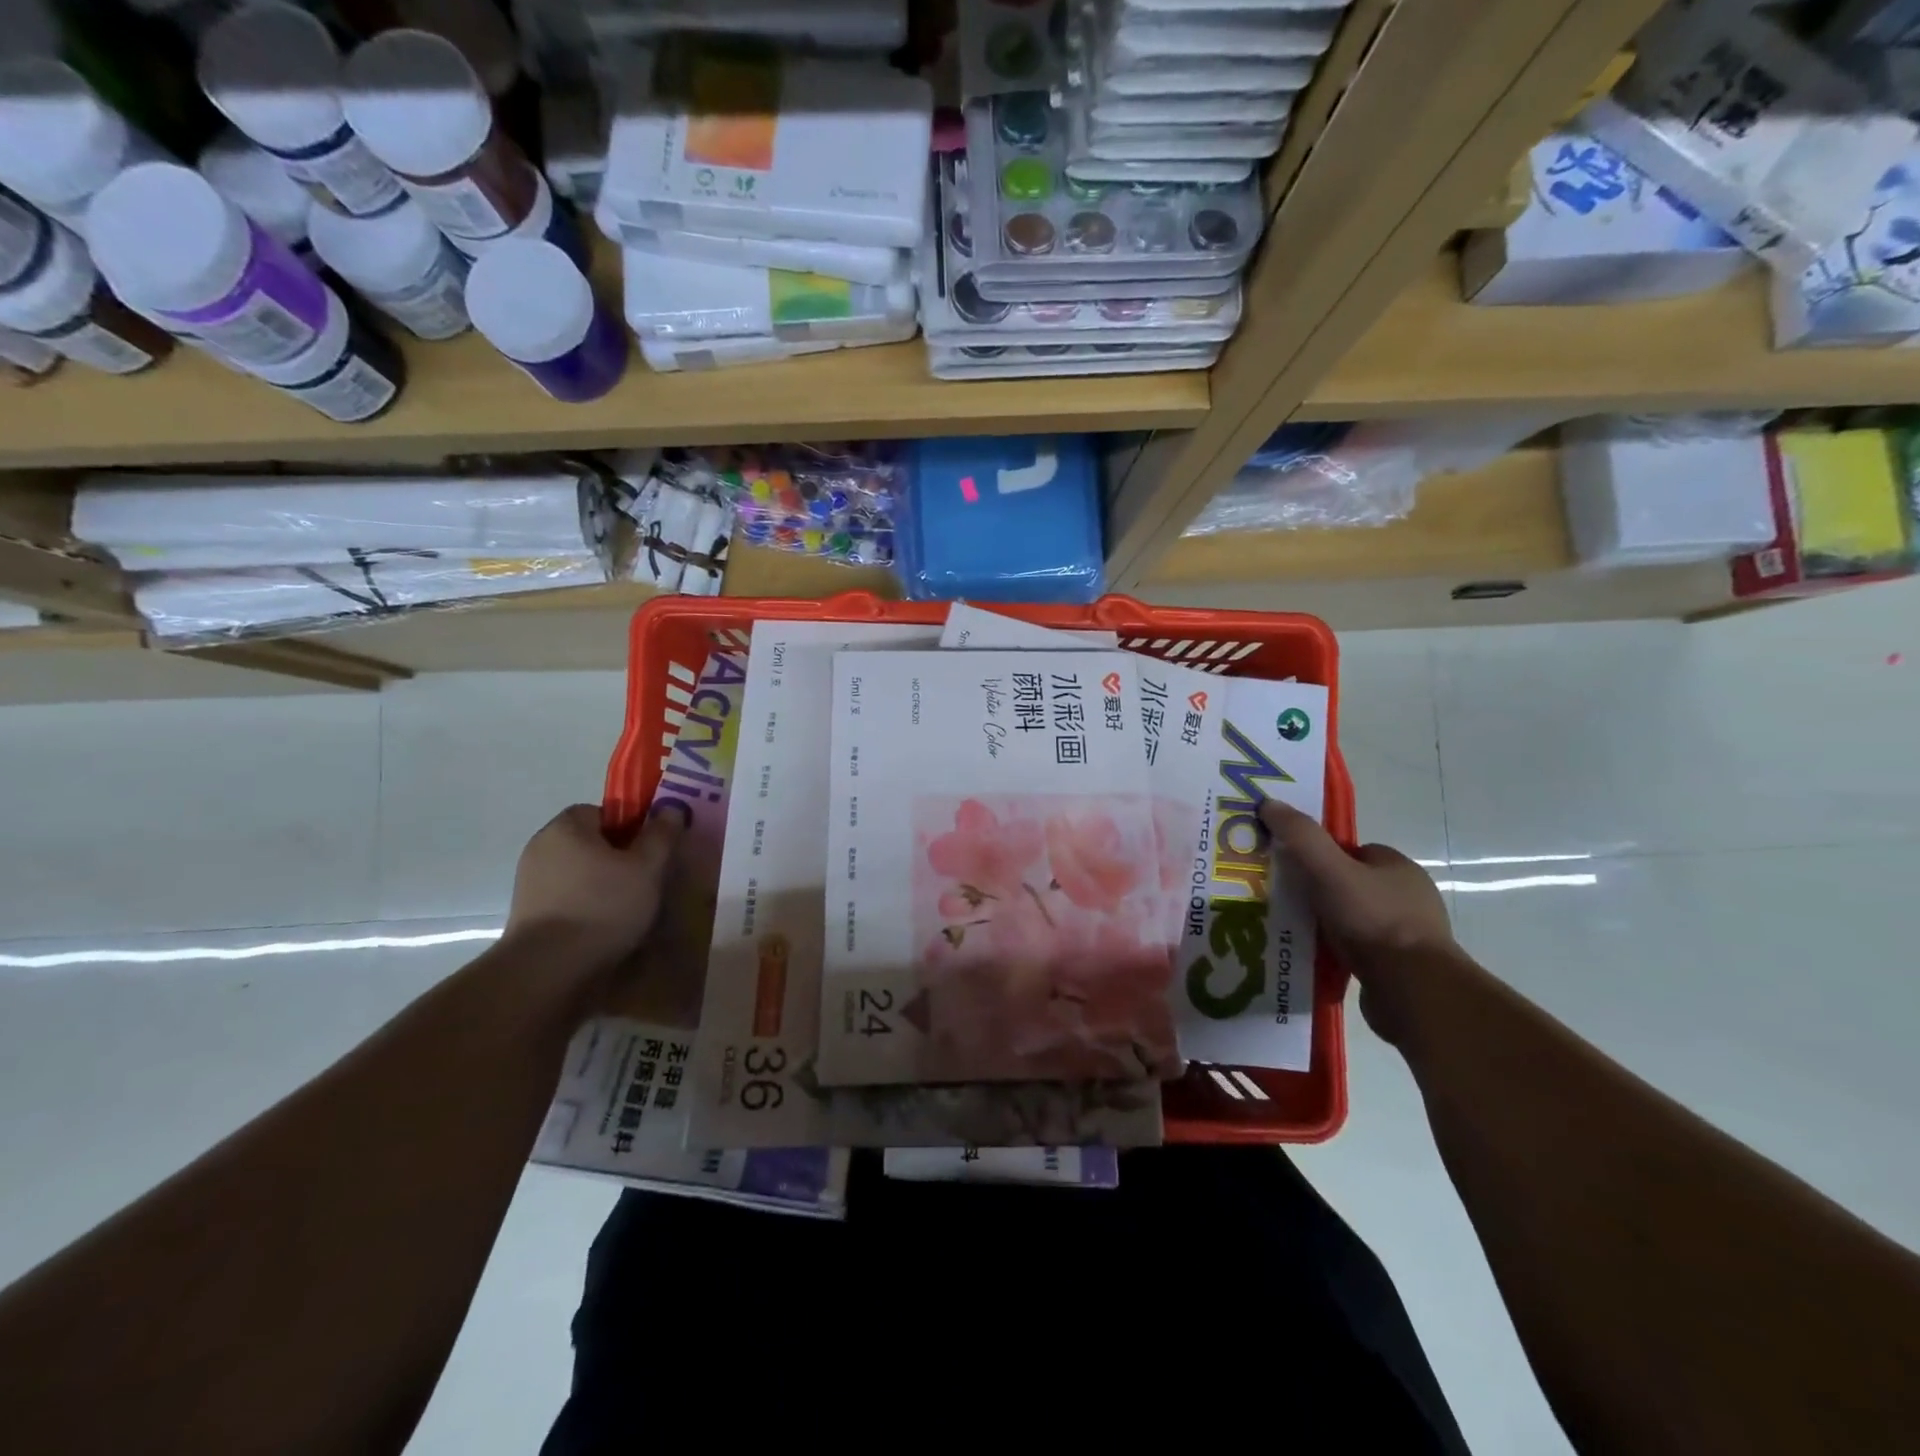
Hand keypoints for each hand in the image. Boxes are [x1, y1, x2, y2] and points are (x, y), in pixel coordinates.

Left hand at [504, 804, 682, 979]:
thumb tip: (672, 807)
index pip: (603, 811)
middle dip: (618, 858)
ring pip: (580, 874)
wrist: (548, 971)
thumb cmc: (603, 907)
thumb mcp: (647, 867)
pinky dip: (586, 908)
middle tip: (647, 880)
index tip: (650, 851)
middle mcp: (541, 848)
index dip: (630, 827)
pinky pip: (567, 900)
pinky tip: (606, 929)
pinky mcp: (527, 915)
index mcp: (566, 827)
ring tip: (630, 910)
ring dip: (603, 886)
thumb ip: (661, 835)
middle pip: (590, 843)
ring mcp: (530, 883)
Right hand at [1259, 799, 1457, 1040]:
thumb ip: (1300, 836)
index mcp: (1398, 867)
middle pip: (1349, 884)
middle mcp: (1408, 897)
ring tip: (1289, 930)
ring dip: (1326, 924)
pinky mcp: (1400, 968)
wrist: (1412, 989)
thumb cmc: (1373, 920)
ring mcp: (1407, 935)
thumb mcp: (1329, 869)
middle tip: (1283, 900)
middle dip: (1319, 891)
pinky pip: (1359, 951)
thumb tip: (1268, 802)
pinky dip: (1337, 951)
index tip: (1289, 868)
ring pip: (1353, 919)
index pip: (1351, 850)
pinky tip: (1312, 956)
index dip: (1319, 855)